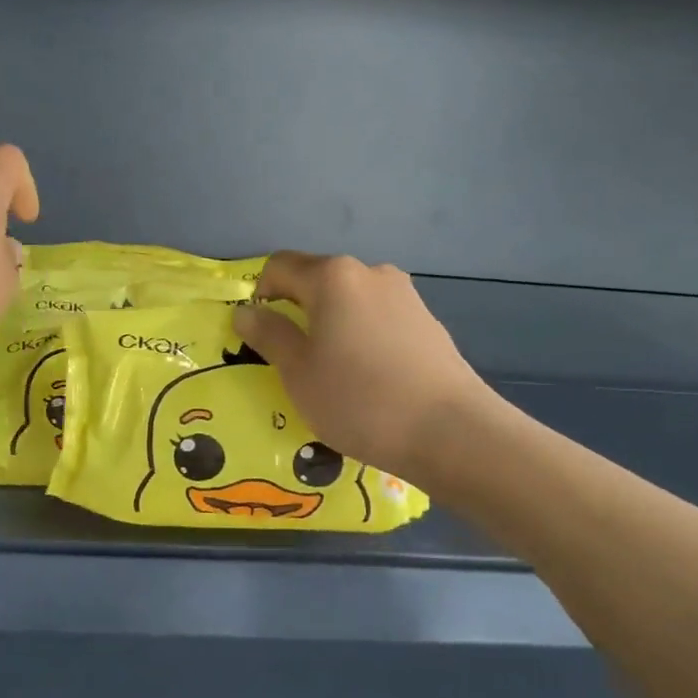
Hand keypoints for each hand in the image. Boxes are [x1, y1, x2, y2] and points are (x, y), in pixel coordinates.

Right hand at [232, 252, 492, 481]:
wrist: (451, 431)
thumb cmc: (358, 398)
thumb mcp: (298, 371)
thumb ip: (268, 334)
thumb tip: (245, 311)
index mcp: (332, 276)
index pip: (279, 267)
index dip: (259, 295)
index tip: (260, 335)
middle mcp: (370, 272)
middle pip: (317, 280)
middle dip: (296, 311)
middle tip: (292, 358)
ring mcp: (404, 295)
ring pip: (349, 301)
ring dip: (331, 325)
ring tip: (333, 371)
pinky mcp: (427, 321)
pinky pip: (378, 319)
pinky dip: (361, 337)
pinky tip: (369, 378)